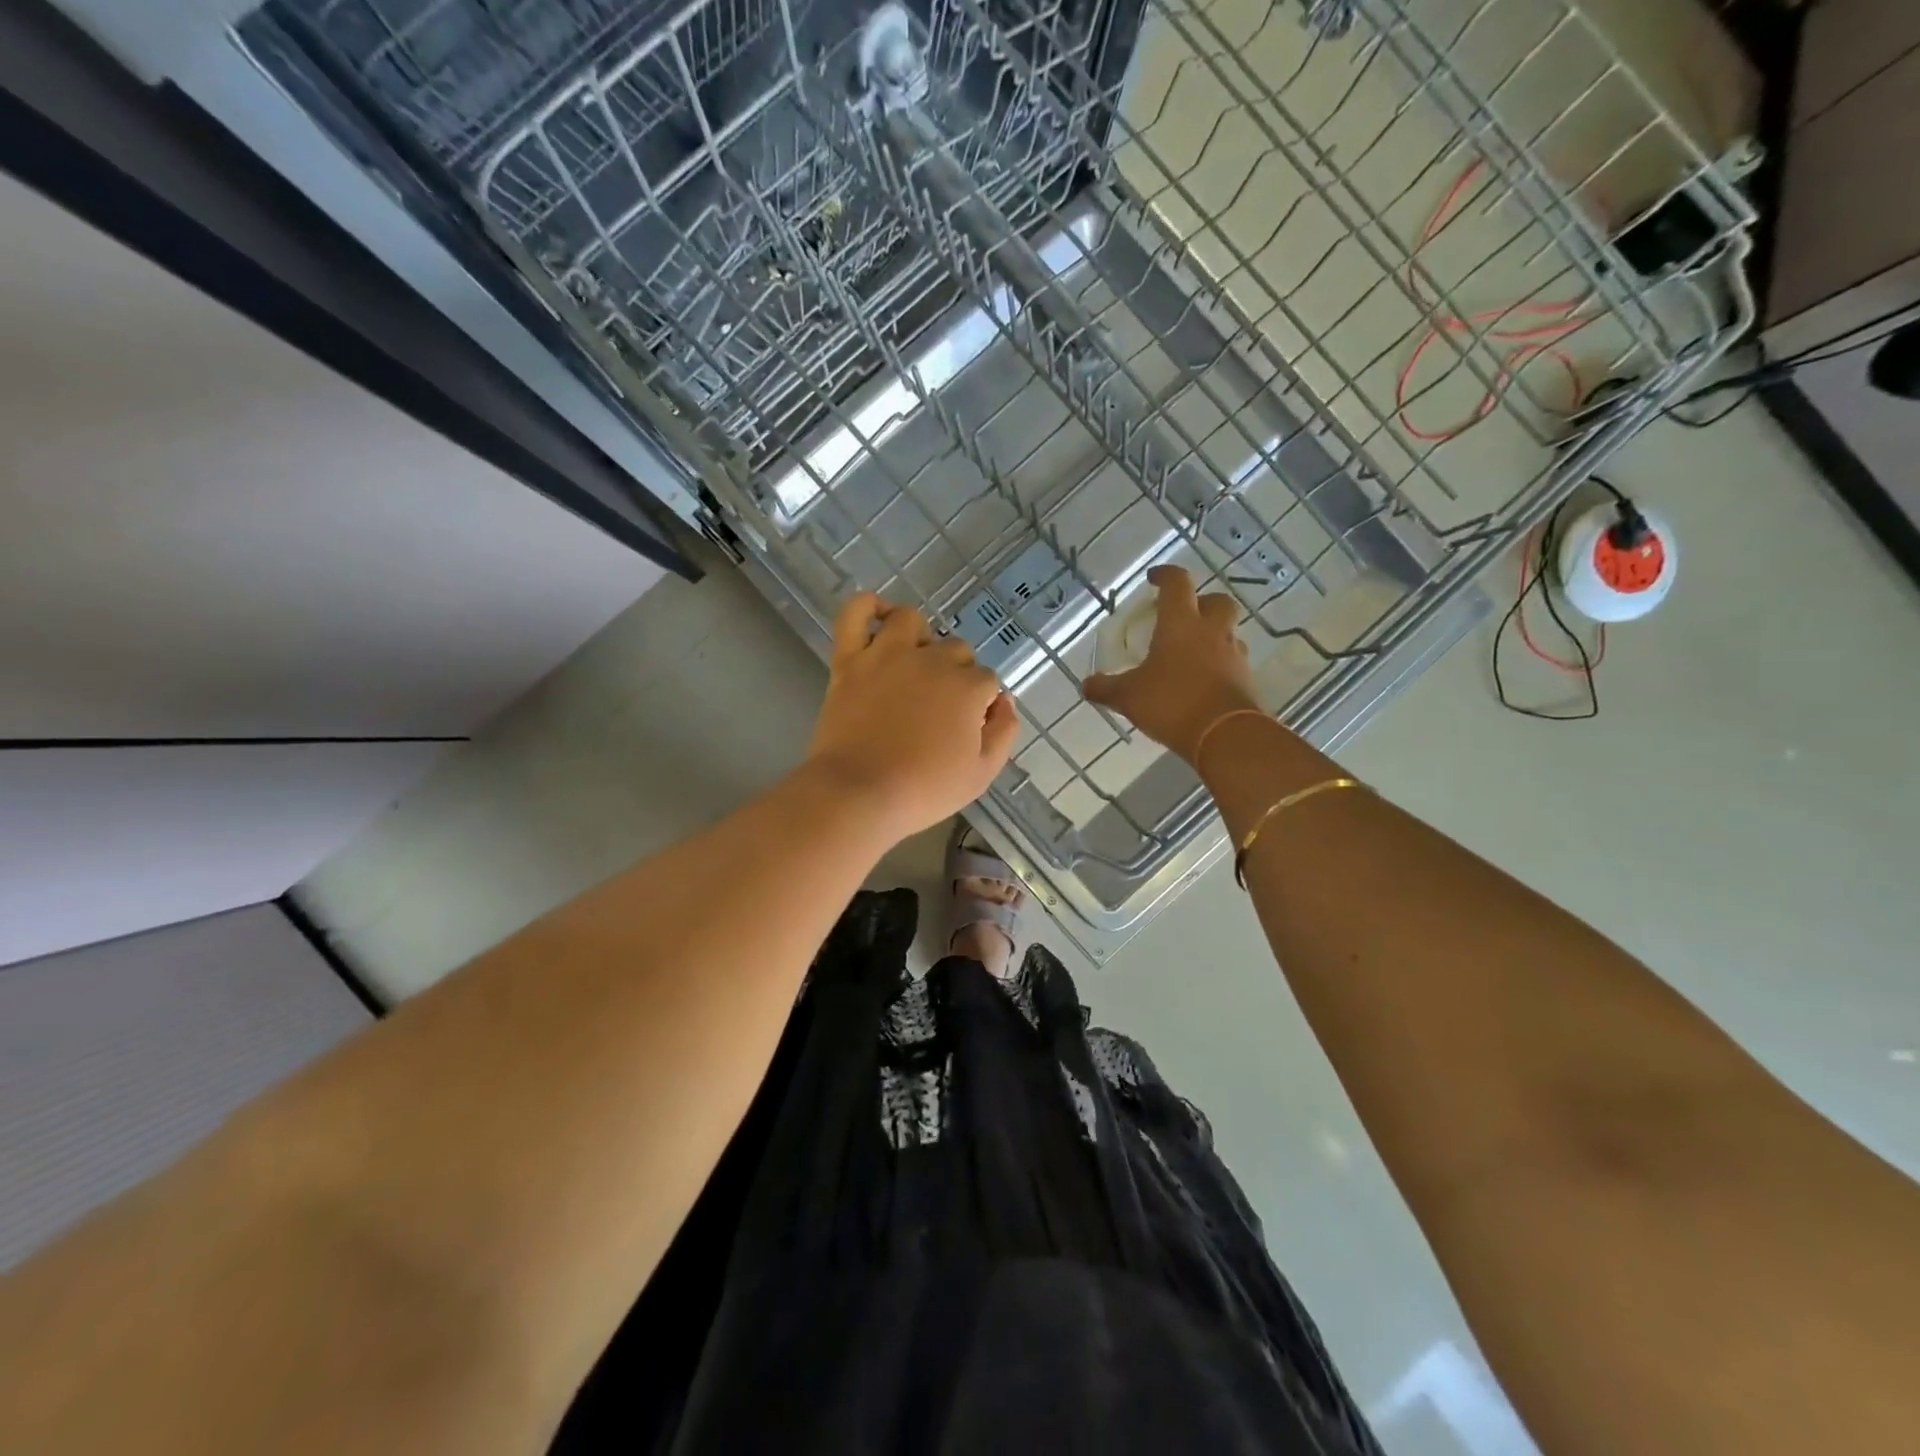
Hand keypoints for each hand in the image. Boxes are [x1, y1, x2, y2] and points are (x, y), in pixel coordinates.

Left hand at [804, 594, 1018, 839]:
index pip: (987, 680)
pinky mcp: (849, 660)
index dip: (981, 703)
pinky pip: (854, 614)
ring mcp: (886, 654)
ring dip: (919, 637)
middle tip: (939, 708)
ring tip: (914, 663)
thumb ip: (1003, 731)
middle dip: (955, 673)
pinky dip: (866, 606)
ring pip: (911, 621)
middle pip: (955, 650)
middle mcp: (931, 660)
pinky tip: (877, 615)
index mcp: (967, 686)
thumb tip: (1004, 700)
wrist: (859, 794)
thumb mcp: (983, 773)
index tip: (968, 727)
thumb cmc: (925, 789)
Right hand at [1084, 565, 1262, 763]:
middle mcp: (1212, 631)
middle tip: (1183, 616)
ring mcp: (1233, 654)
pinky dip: (1219, 664)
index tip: (1154, 578)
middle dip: (1201, 602)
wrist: (1225, 735)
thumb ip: (1106, 688)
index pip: (1177, 584)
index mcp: (1181, 624)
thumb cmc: (1172, 703)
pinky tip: (1203, 680)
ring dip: (1212, 635)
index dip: (1165, 575)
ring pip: (1227, 632)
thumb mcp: (1129, 697)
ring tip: (1192, 653)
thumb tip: (1086, 685)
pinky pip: (1233, 661)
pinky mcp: (1246, 679)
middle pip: (1216, 601)